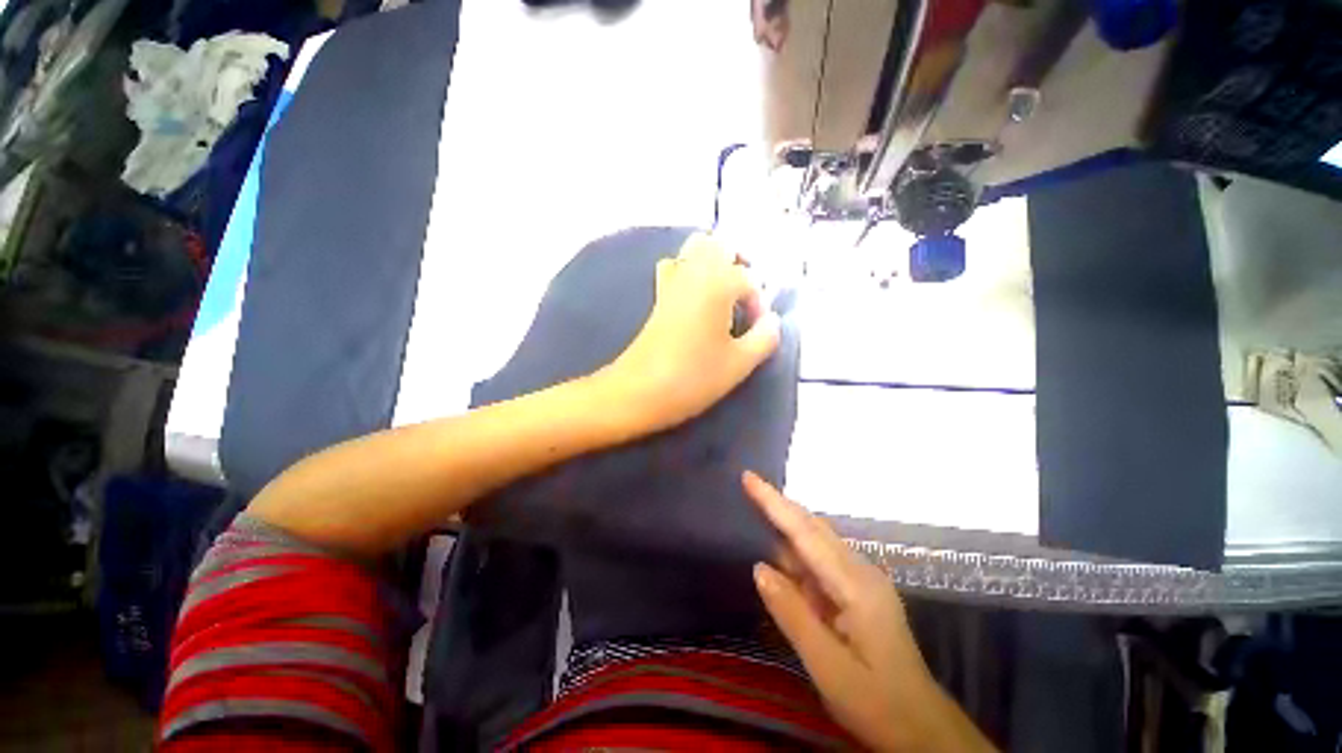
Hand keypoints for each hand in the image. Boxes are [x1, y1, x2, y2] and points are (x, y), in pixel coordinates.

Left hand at [600, 233, 780, 433]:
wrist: (639, 391)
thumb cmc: (693, 377)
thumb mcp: (740, 363)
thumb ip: (765, 338)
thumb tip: (772, 322)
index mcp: (717, 284)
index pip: (748, 279)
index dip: (758, 304)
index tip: (756, 330)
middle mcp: (693, 273)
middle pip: (716, 244)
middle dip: (737, 262)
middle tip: (745, 295)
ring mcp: (670, 283)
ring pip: (692, 250)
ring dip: (712, 262)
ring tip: (724, 294)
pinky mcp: (656, 298)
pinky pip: (674, 268)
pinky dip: (688, 271)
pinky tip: (695, 298)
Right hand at [744, 472, 997, 752]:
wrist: (924, 730)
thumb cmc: (877, 703)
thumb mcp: (828, 667)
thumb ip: (792, 614)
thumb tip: (759, 568)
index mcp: (855, 585)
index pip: (805, 533)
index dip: (774, 503)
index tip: (749, 477)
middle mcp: (859, 571)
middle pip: (812, 527)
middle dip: (778, 505)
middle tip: (747, 486)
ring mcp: (862, 580)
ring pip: (816, 540)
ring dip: (786, 526)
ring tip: (754, 510)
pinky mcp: (859, 592)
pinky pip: (821, 561)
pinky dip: (796, 551)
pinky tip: (780, 553)